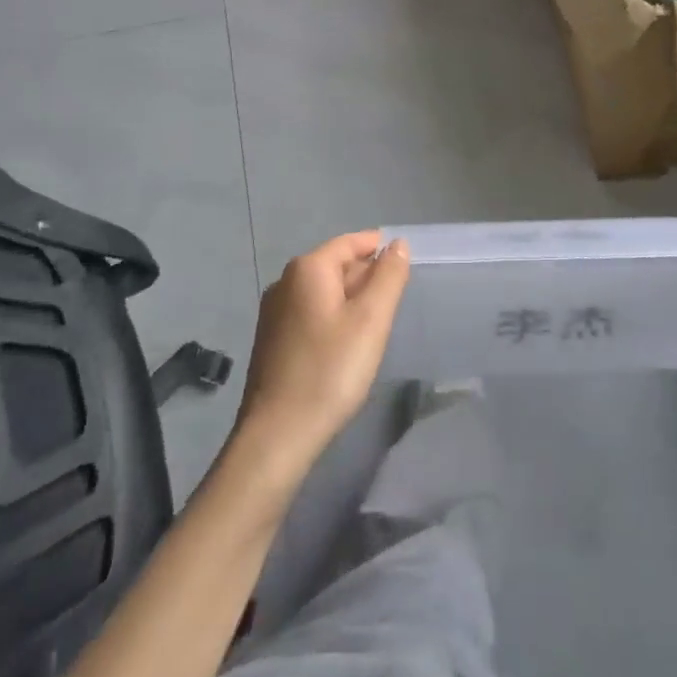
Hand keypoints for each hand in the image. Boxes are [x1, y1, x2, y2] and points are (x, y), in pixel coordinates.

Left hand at [234, 232, 410, 473]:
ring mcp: (274, 313)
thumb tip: (398, 244)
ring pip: (323, 292)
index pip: (349, 242)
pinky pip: (310, 314)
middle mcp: (285, 283)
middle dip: (366, 275)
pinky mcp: (272, 340)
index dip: (378, 247)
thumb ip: (389, 277)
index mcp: (308, 269)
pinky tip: (347, 344)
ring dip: (351, 299)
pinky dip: (333, 317)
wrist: (278, 434)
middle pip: (335, 265)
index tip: (403, 261)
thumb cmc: (330, 370)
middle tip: (395, 298)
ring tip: (377, 322)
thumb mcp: (371, 320)